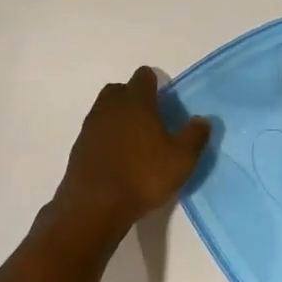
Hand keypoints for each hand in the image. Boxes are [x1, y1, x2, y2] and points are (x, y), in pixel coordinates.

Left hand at [52, 67, 210, 238]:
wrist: (96, 204)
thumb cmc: (143, 176)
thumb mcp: (181, 159)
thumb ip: (194, 136)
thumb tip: (202, 120)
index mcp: (136, 102)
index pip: (143, 76)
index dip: (154, 84)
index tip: (163, 101)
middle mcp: (110, 106)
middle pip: (120, 90)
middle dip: (133, 98)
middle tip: (149, 120)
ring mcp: (90, 125)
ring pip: (105, 110)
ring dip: (118, 118)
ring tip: (134, 142)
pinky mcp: (78, 146)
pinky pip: (95, 132)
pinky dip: (106, 137)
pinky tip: (117, 158)